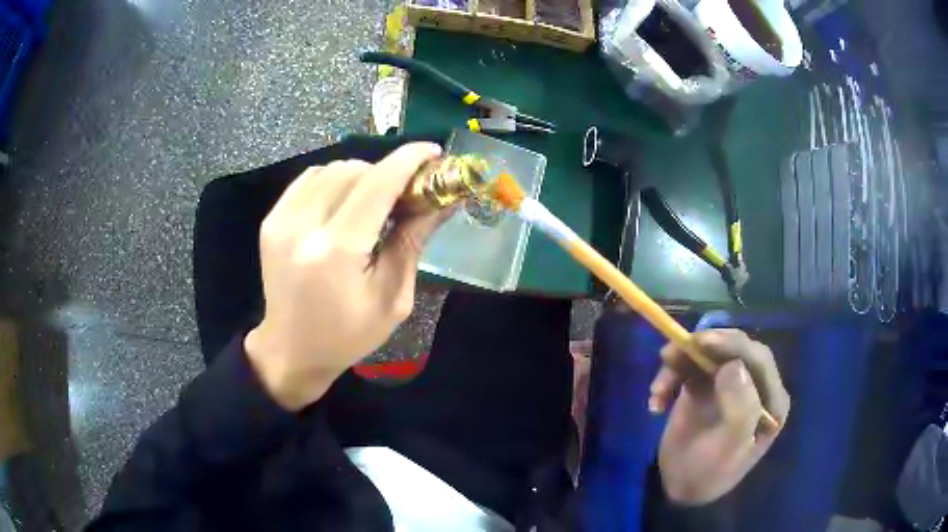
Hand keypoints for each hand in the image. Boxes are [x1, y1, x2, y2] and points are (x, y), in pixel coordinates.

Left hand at [244, 143, 449, 410]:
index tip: (433, 151)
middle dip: (387, 171)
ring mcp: (281, 220)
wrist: (291, 349)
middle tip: (406, 190)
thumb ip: (412, 242)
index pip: (377, 183)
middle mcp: (303, 226)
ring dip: (361, 175)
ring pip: (331, 169)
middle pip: (354, 170)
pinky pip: (309, 179)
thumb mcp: (392, 298)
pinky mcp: (271, 220)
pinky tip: (345, 201)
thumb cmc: (348, 335)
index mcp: (337, 251)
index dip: (409, 160)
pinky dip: (334, 180)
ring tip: (375, 199)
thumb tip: (440, 200)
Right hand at [649, 329, 790, 504]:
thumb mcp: (729, 450)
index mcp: (770, 400)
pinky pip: (690, 367)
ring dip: (681, 363)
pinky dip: (671, 377)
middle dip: (705, 348)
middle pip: (734, 350)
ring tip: (657, 389)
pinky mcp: (706, 386)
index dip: (732, 345)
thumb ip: (740, 409)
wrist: (682, 490)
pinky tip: (657, 401)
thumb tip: (734, 366)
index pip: (758, 360)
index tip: (701, 342)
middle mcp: (754, 386)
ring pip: (709, 355)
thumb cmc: (710, 474)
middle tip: (672, 354)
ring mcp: (730, 384)